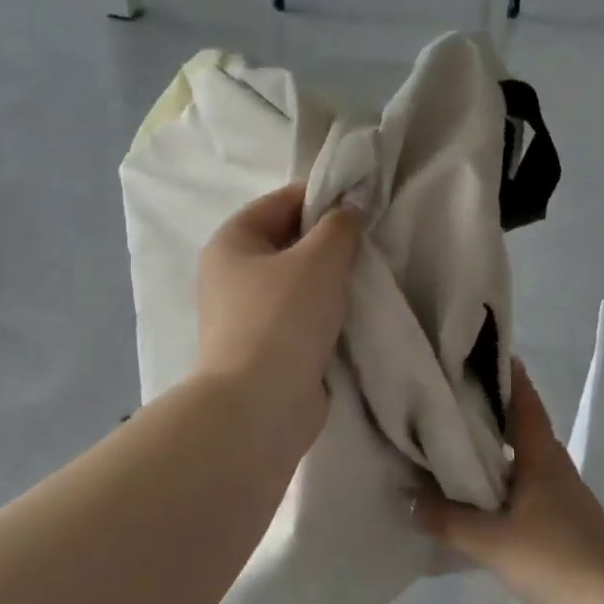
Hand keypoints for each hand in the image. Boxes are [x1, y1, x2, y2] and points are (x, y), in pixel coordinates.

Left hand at [195, 182, 362, 450]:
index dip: (325, 196)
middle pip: (289, 240)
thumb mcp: (319, 260)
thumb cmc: (282, 320)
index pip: (283, 200)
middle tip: (371, 244)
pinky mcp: (265, 347)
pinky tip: (356, 313)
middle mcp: (232, 273)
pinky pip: (301, 316)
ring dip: (331, 280)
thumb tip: (351, 206)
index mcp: (233, 241)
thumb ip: (340, 225)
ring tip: (368, 277)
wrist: (258, 408)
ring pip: (298, 281)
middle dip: (331, 240)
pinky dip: (326, 313)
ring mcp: (246, 313)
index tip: (366, 204)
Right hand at [413, 359, 603, 603]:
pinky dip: (501, 486)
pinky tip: (478, 503)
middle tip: (447, 402)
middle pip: (521, 428)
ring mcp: (563, 498)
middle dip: (489, 413)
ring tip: (453, 449)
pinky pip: (525, 491)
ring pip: (522, 462)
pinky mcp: (565, 526)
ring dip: (494, 453)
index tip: (478, 354)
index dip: (506, 375)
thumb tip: (411, 499)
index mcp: (542, 457)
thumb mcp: (491, 541)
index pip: (524, 401)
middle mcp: (554, 468)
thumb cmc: (556, 560)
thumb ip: (448, 520)